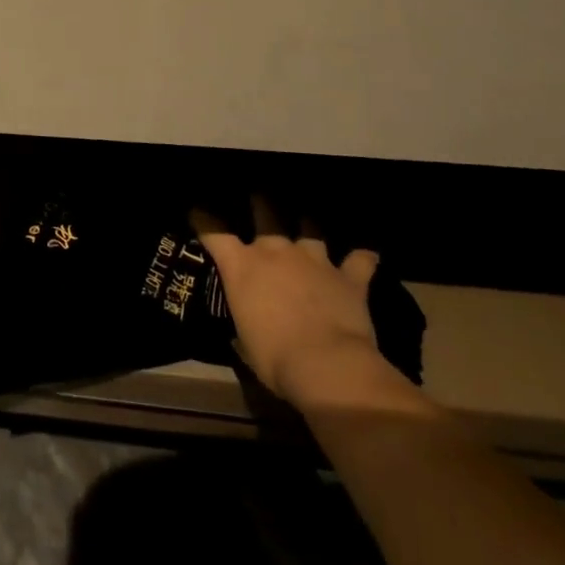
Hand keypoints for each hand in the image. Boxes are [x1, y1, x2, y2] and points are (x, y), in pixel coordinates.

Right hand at [195, 198, 416, 414]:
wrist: (327, 365)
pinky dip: (363, 257)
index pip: (214, 233)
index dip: (203, 220)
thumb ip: (243, 325)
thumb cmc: (274, 357)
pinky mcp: (348, 277)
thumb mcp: (245, 343)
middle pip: (265, 214)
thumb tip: (242, 329)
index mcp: (242, 266)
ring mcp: (314, 259)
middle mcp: (275, 251)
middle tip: (260, 199)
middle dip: (261, 204)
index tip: (196, 211)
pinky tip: (368, 254)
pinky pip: (360, 260)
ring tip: (309, 223)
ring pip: (311, 230)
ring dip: (309, 227)